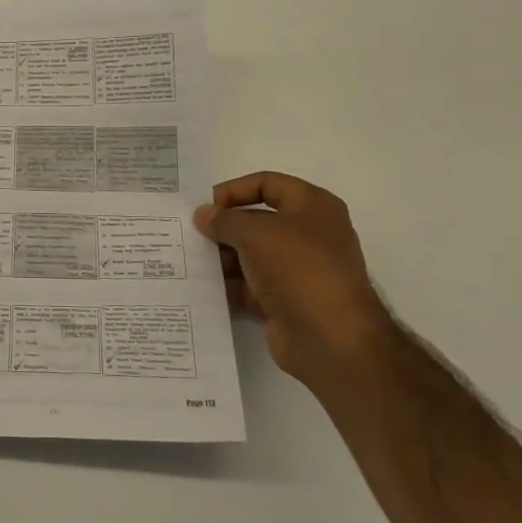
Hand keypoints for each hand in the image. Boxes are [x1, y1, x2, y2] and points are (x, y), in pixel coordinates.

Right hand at [193, 172, 392, 382]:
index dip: (234, 190)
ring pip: (250, 255)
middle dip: (223, 227)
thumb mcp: (256, 233)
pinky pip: (250, 285)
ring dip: (222, 258)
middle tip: (190, 235)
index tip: (205, 207)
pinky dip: (229, 286)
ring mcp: (297, 270)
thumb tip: (203, 215)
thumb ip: (224, 220)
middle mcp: (308, 234)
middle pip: (256, 220)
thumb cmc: (299, 270)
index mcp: (312, 207)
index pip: (267, 183)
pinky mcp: (285, 300)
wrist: (331, 339)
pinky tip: (202, 287)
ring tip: (190, 261)